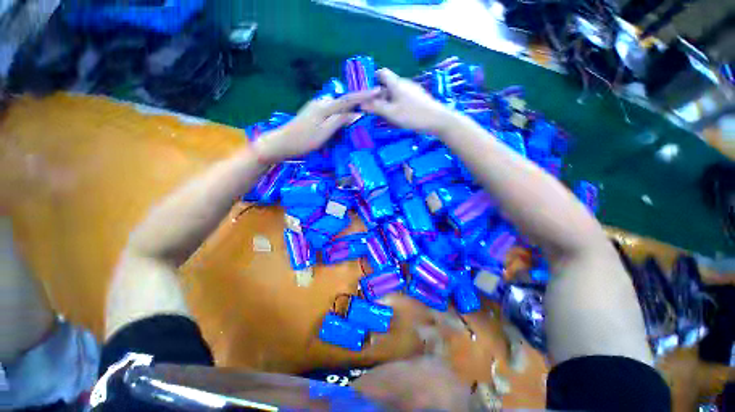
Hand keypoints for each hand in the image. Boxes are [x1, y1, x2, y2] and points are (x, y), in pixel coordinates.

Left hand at [253, 89, 378, 162]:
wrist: (281, 143)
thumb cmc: (304, 141)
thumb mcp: (325, 132)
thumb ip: (340, 121)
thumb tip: (357, 113)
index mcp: (325, 107)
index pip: (348, 99)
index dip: (364, 95)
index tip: (377, 91)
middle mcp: (321, 103)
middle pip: (343, 101)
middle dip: (357, 102)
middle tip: (371, 107)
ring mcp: (315, 107)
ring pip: (337, 107)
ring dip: (348, 110)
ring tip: (359, 115)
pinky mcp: (313, 113)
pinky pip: (331, 111)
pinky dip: (339, 115)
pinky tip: (342, 121)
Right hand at [361, 69, 457, 134]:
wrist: (437, 120)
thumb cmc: (412, 115)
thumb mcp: (391, 113)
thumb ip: (376, 107)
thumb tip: (361, 103)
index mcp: (396, 83)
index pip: (381, 72)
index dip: (373, 79)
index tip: (367, 93)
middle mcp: (404, 83)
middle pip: (388, 84)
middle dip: (379, 95)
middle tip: (374, 109)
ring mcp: (413, 90)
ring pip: (395, 92)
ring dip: (388, 101)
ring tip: (385, 115)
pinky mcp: (418, 97)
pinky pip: (403, 98)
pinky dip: (397, 104)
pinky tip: (398, 116)